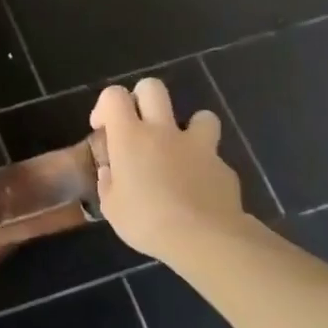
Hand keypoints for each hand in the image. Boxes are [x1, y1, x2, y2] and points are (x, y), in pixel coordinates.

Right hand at [90, 80, 246, 258]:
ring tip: (181, 151)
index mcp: (130, 137)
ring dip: (189, 127)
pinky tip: (199, 190)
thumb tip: (110, 172)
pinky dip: (205, 167)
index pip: (114, 96)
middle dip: (143, 98)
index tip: (103, 129)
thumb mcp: (112, 208)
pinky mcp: (223, 167)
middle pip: (153, 88)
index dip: (105, 106)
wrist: (205, 239)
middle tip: (138, 125)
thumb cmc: (146, 221)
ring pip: (200, 115)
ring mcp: (198, 146)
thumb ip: (109, 183)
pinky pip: (214, 157)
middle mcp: (163, 131)